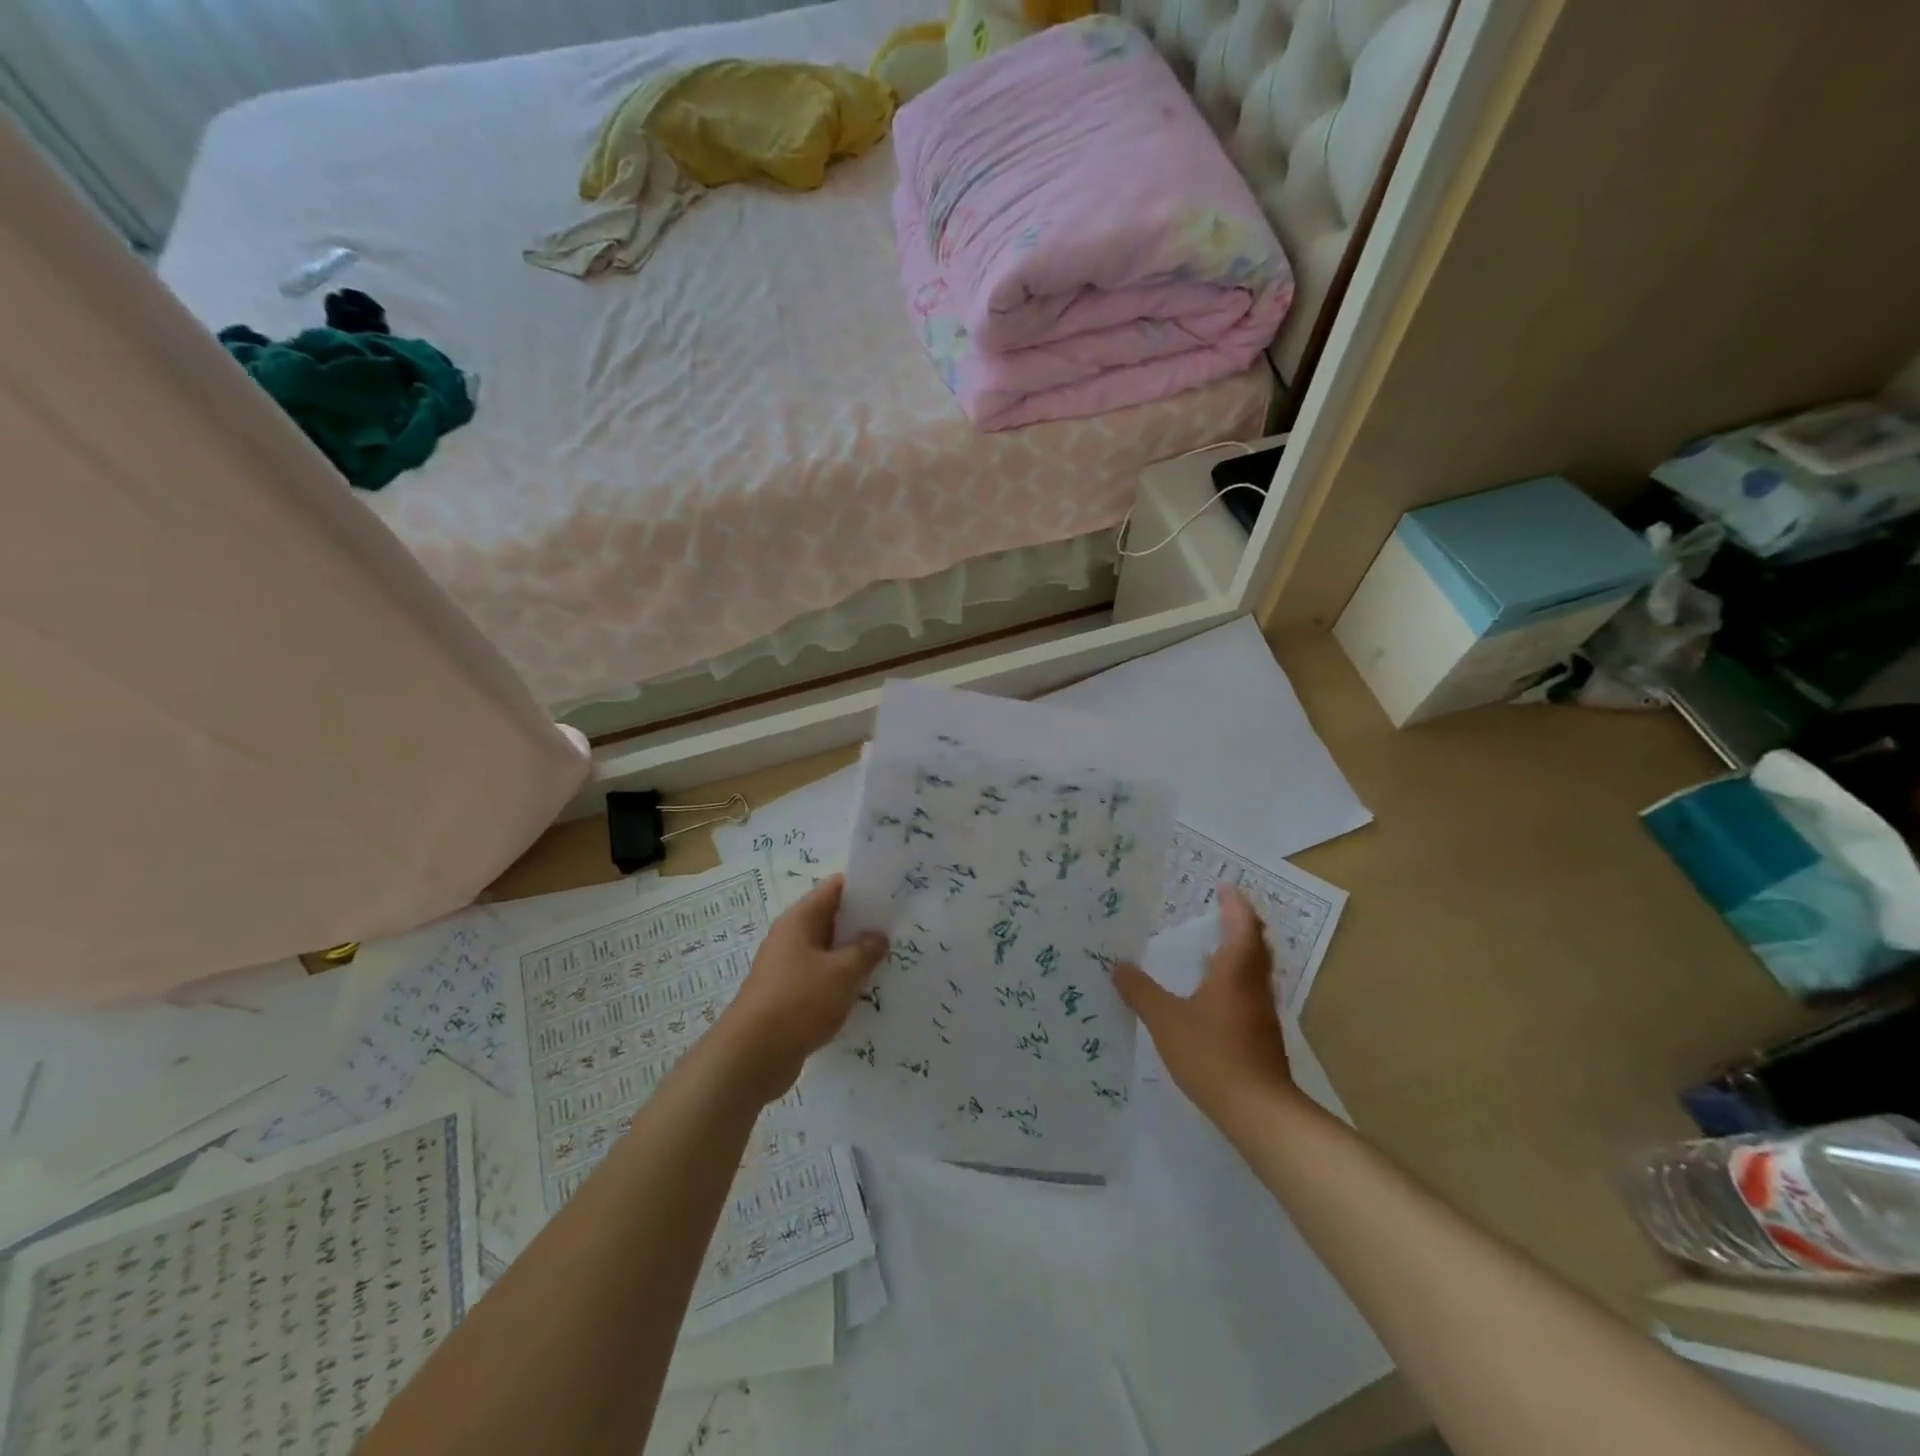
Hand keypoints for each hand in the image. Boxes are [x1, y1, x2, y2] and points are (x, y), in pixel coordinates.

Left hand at [712, 875, 887, 1105]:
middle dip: (864, 925)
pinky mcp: (789, 996)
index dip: (864, 888)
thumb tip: (878, 936)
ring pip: (829, 952)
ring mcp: (788, 968)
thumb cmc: (799, 1001)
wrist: (753, 1056)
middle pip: (833, 919)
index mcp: (801, 919)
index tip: (894, 897)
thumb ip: (866, 950)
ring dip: (854, 957)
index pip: (836, 888)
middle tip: (900, 931)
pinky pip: (822, 979)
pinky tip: (865, 994)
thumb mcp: (843, 973)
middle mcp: (791, 937)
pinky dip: (842, 982)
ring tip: (890, 962)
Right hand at [1114, 885, 1299, 1126]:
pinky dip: (1236, 979)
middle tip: (1222, 911)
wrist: (1259, 1111)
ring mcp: (1262, 1012)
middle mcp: (1254, 985)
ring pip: (1256, 970)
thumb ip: (1141, 992)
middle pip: (1256, 944)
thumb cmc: (1212, 1054)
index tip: (1224, 888)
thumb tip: (1118, 966)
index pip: (1242, 925)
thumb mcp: (1165, 1020)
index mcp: (1235, 971)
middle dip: (1242, 924)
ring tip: (1213, 948)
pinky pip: (1250, 992)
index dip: (1234, 904)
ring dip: (1240, 952)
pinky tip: (1213, 995)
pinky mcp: (1262, 1036)